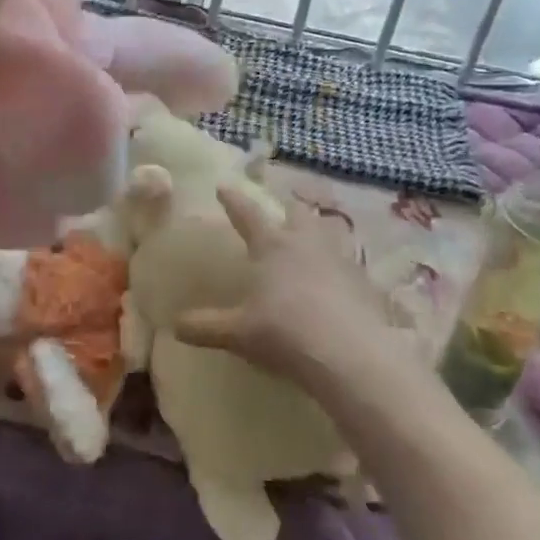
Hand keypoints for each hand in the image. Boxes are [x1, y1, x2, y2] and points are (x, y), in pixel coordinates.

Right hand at [173, 186, 402, 389]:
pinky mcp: (365, 281)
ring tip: (316, 234)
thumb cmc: (284, 333)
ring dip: (320, 229)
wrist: (350, 354)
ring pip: (329, 230)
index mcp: (272, 246)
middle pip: (297, 213)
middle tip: (282, 207)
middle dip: (286, 207)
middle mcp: (306, 243)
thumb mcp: (238, 333)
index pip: (247, 214)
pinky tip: (339, 279)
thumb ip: (206, 326)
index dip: (233, 200)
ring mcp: (340, 259)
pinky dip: (341, 265)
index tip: (223, 186)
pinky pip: (350, 263)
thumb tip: (174, 325)